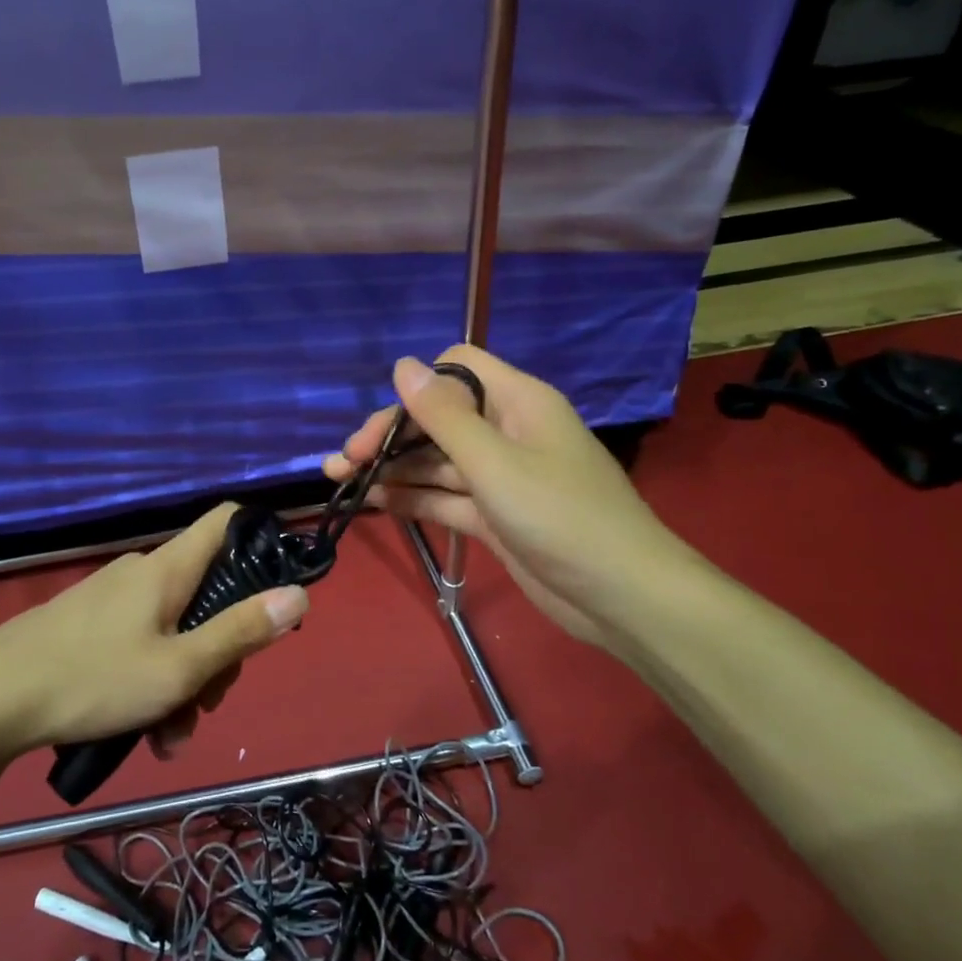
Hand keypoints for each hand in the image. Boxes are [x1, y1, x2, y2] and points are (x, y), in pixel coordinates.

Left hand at [0, 504, 306, 759]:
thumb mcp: (179, 668)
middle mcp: (142, 572)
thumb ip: (241, 632)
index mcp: (168, 568)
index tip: (274, 591)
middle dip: (219, 648)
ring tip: (168, 737)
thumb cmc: (93, 679)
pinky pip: (140, 642)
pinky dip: (152, 679)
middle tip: (208, 703)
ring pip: (173, 628)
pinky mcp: (89, 625)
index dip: (259, 542)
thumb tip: (299, 594)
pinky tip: (142, 732)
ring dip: (184, 679)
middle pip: (206, 592)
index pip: (226, 520)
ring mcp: (112, 598)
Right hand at [322, 347, 688, 648]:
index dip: (419, 386)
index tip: (387, 421)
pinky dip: (411, 498)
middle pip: (438, 418)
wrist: (621, 596)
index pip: (458, 369)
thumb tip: (402, 364)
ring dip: (391, 468)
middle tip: (346, 461)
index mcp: (516, 402)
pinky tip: (372, 503)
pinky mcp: (494, 515)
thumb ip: (443, 415)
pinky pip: (444, 496)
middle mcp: (506, 431)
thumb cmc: (560, 516)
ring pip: (435, 461)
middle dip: (390, 435)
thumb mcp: (495, 462)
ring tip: (339, 479)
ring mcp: (499, 476)